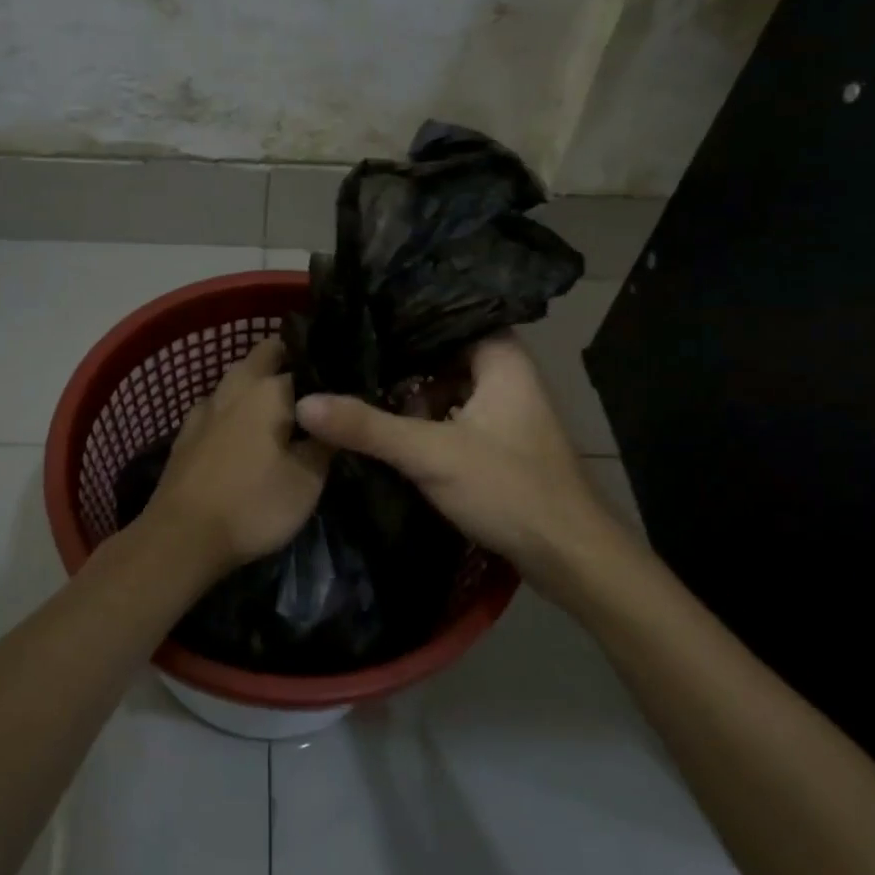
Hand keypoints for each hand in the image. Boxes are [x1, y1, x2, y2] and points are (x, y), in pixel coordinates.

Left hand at [144, 338, 331, 576]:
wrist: (182, 536)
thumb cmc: (254, 504)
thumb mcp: (308, 480)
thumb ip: (325, 443)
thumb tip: (335, 419)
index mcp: (269, 391)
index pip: (306, 365)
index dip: (326, 375)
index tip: (342, 386)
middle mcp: (235, 387)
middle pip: (263, 355)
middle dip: (286, 360)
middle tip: (312, 389)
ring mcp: (205, 409)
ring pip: (236, 379)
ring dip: (256, 384)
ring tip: (280, 409)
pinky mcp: (186, 433)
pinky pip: (217, 407)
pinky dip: (233, 410)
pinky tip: (241, 431)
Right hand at [295, 334, 628, 595]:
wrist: (570, 556)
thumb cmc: (509, 489)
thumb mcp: (431, 454)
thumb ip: (367, 426)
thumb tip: (304, 403)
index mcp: (502, 359)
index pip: (446, 317)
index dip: (403, 319)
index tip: (357, 321)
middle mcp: (507, 376)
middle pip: (442, 354)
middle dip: (399, 362)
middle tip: (348, 359)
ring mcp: (505, 411)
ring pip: (446, 388)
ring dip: (411, 396)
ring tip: (359, 392)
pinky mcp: (500, 444)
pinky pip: (453, 416)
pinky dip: (425, 422)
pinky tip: (391, 431)